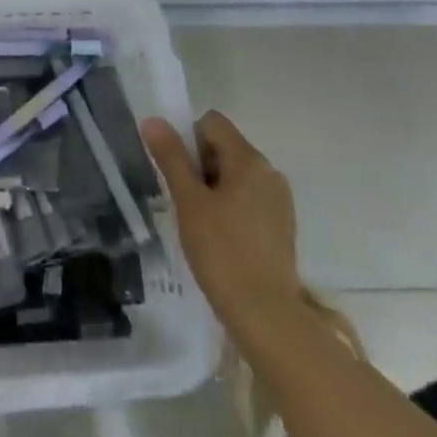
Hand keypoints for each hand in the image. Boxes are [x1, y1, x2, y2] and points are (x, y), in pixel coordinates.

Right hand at [142, 111, 301, 328]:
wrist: (267, 316)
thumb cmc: (222, 252)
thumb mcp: (189, 201)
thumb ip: (171, 157)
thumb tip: (153, 120)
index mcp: (249, 160)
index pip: (211, 123)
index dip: (188, 139)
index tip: (180, 175)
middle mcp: (269, 172)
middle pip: (225, 147)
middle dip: (200, 166)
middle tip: (187, 203)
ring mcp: (280, 200)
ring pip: (237, 175)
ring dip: (215, 188)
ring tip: (202, 225)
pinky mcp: (283, 226)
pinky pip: (250, 199)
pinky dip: (232, 208)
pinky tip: (222, 240)